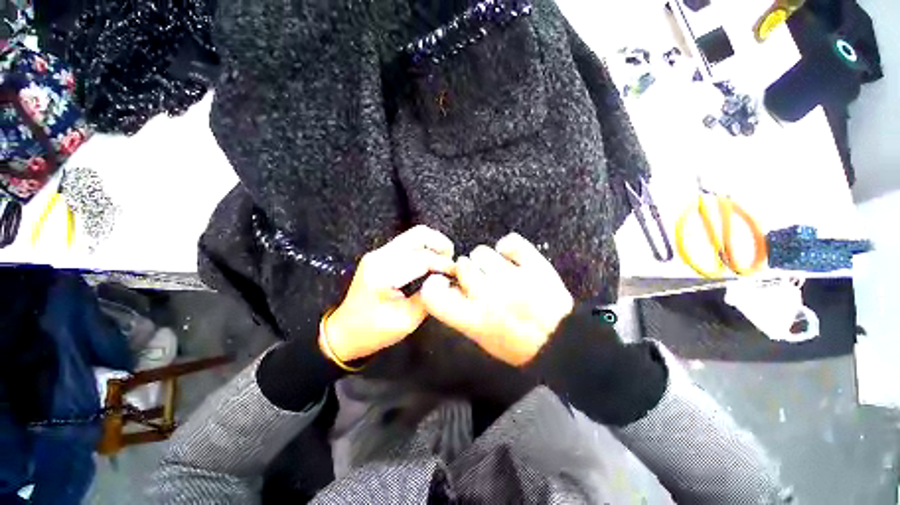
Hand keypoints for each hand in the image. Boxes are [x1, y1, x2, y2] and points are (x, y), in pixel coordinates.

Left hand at [323, 226, 454, 362]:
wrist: (344, 332)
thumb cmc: (373, 331)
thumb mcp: (406, 321)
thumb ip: (428, 298)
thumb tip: (444, 281)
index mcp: (384, 273)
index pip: (422, 258)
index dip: (444, 264)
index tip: (457, 273)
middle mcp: (380, 256)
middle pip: (418, 234)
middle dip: (441, 244)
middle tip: (452, 261)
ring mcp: (379, 253)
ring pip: (414, 235)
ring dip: (433, 245)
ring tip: (445, 262)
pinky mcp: (381, 256)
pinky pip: (408, 244)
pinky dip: (424, 249)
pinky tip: (432, 262)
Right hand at [420, 233, 573, 365]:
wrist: (561, 341)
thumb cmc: (517, 345)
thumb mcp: (480, 338)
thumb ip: (460, 312)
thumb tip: (451, 287)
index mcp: (472, 318)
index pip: (434, 294)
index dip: (433, 285)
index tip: (443, 283)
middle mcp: (488, 295)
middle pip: (462, 265)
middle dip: (468, 272)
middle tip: (482, 282)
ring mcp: (512, 277)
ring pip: (482, 252)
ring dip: (486, 261)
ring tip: (499, 272)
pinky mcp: (533, 265)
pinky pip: (510, 242)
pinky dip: (508, 247)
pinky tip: (512, 258)